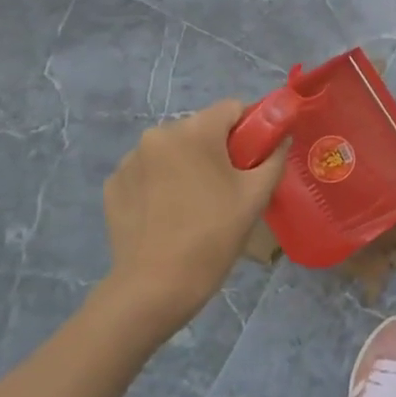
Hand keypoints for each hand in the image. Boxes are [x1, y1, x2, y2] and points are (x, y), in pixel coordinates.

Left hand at [101, 100, 286, 337]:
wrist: (154, 288)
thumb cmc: (213, 236)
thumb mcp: (255, 196)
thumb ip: (274, 157)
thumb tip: (282, 138)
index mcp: (194, 131)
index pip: (233, 108)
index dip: (252, 126)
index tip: (258, 156)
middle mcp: (157, 135)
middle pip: (201, 129)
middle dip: (219, 148)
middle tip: (231, 186)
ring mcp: (129, 161)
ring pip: (173, 150)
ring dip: (188, 165)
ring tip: (197, 204)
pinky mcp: (113, 186)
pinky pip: (148, 172)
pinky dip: (162, 183)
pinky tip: (169, 214)